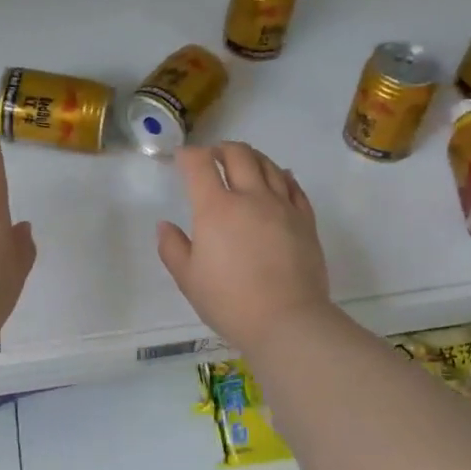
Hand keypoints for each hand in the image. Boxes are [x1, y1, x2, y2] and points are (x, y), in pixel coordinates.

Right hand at [156, 142, 331, 353]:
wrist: (287, 320)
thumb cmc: (230, 302)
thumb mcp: (188, 279)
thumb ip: (173, 248)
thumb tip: (165, 226)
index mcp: (216, 209)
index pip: (200, 164)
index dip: (189, 155)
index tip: (183, 158)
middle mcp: (250, 197)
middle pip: (238, 154)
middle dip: (221, 149)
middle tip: (214, 157)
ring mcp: (282, 206)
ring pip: (269, 165)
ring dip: (252, 157)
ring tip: (244, 163)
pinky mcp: (305, 220)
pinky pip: (294, 186)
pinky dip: (283, 175)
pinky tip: (280, 177)